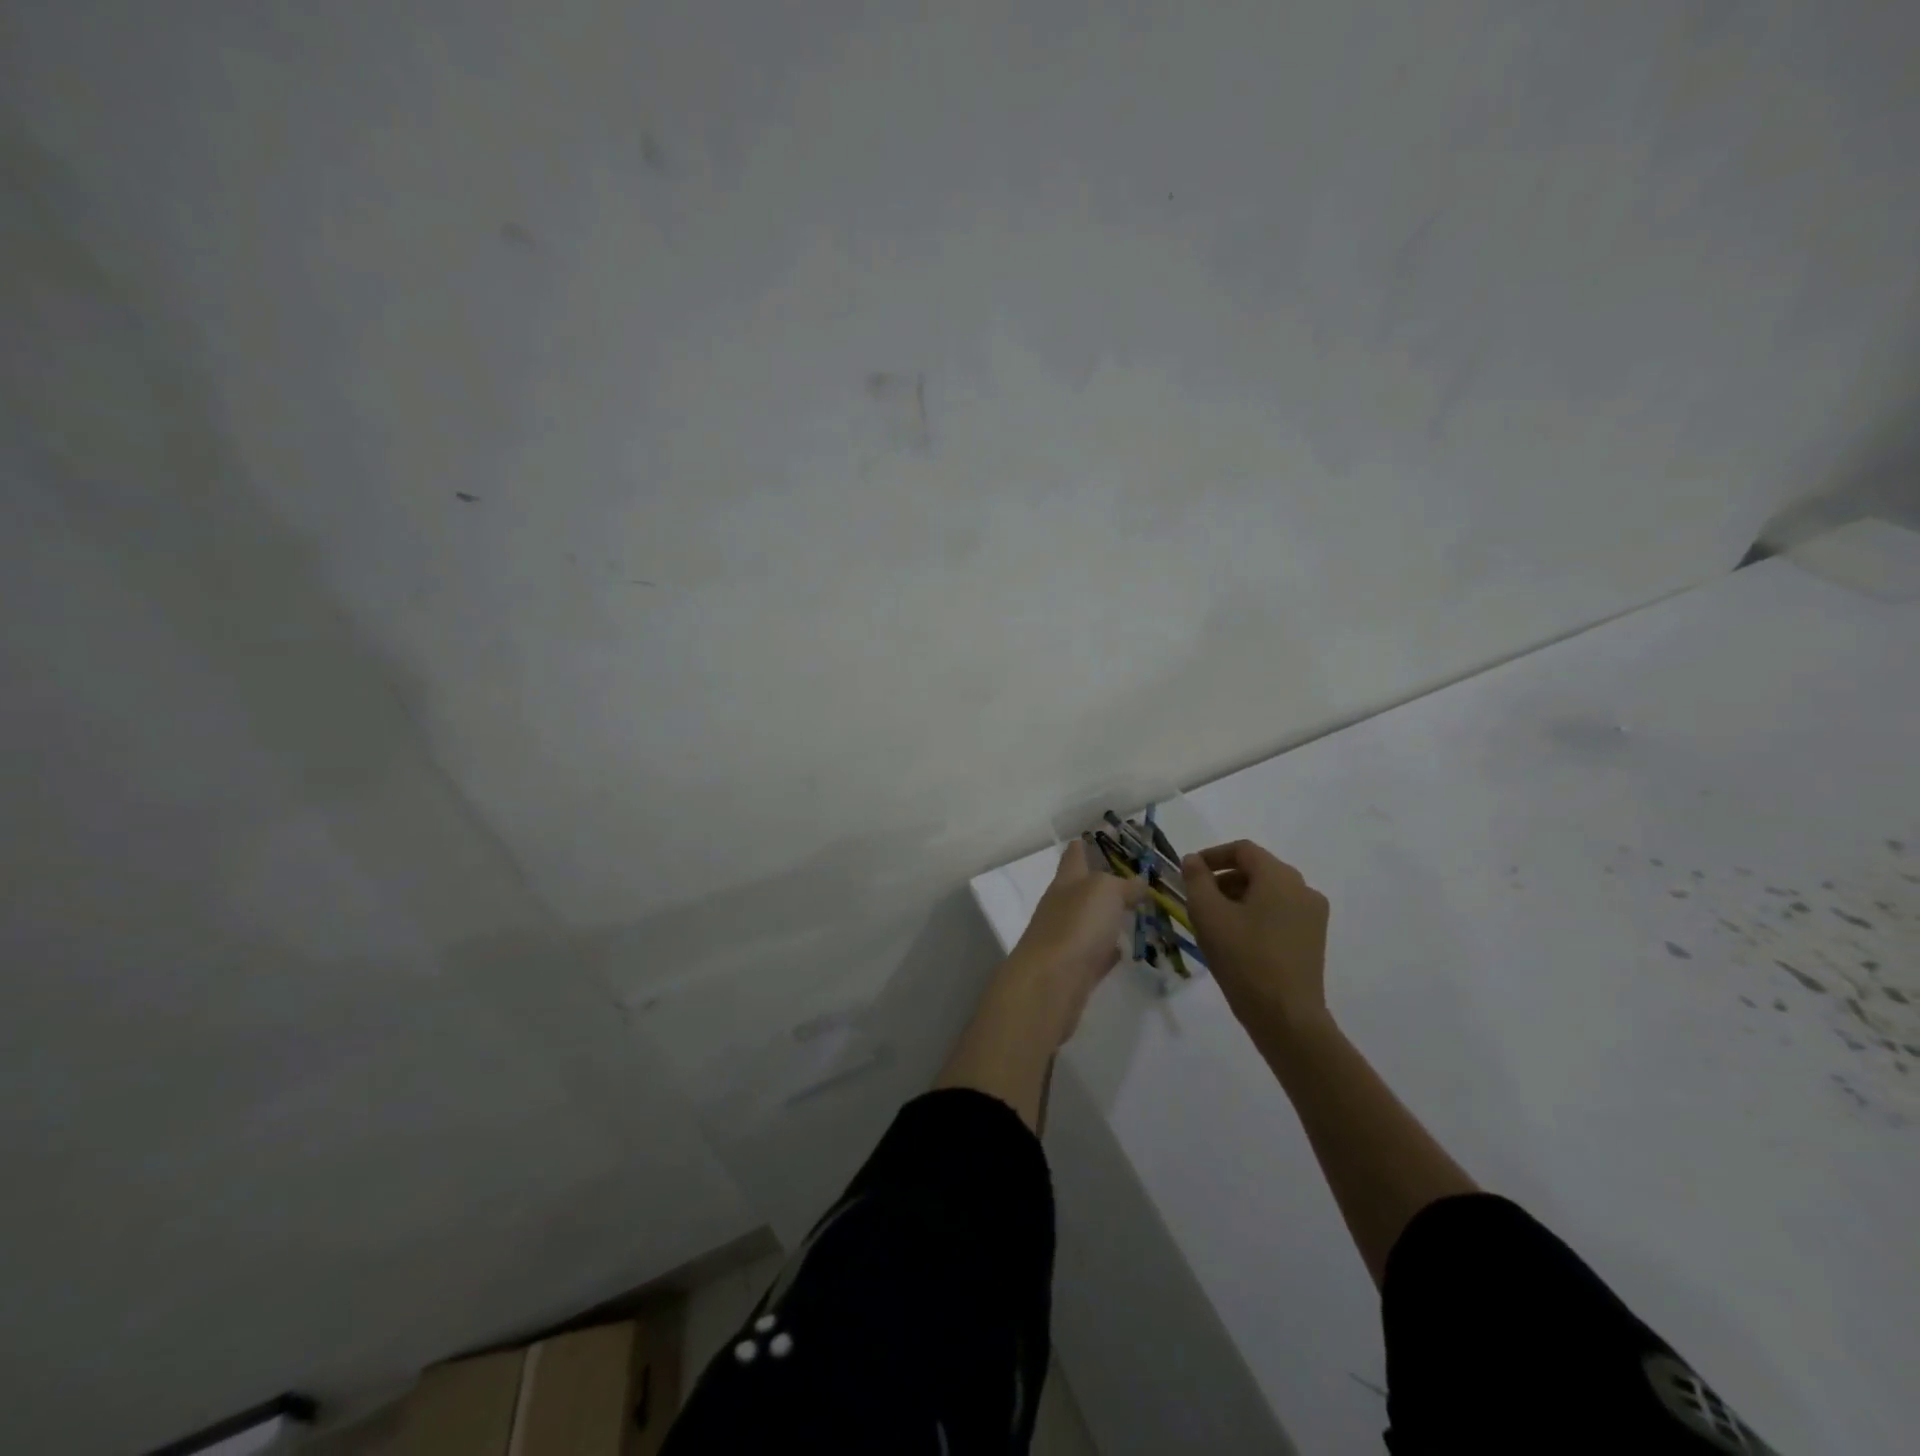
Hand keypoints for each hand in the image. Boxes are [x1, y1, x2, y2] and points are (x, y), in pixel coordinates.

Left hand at [1002, 839, 1147, 1047]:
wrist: (1051, 984)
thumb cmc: (1076, 926)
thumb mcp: (1105, 892)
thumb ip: (1123, 885)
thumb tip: (1137, 883)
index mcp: (1066, 882)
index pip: (1074, 856)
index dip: (1083, 846)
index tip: (1092, 837)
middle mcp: (1061, 906)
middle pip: (1081, 889)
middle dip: (1100, 882)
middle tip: (1131, 879)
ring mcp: (1065, 939)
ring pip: (1089, 921)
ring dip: (1106, 916)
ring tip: (1133, 911)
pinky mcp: (1074, 970)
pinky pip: (1094, 953)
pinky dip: (1106, 950)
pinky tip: (1121, 950)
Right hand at [1183, 840, 1329, 1033]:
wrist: (1286, 1016)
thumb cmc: (1243, 958)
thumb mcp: (1208, 914)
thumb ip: (1197, 880)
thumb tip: (1193, 860)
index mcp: (1279, 876)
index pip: (1243, 850)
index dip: (1212, 856)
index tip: (1189, 873)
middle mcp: (1302, 889)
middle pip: (1257, 870)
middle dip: (1224, 879)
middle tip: (1198, 899)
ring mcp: (1312, 915)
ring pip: (1269, 892)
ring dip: (1239, 897)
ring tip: (1214, 921)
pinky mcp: (1313, 939)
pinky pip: (1280, 913)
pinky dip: (1256, 914)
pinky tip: (1237, 939)